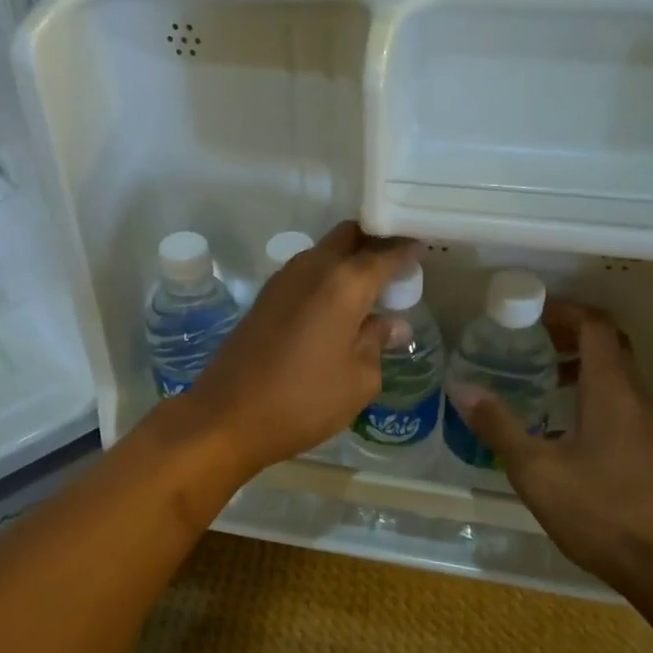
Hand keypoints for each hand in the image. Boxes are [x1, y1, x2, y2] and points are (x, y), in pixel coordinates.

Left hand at [176, 222, 415, 477]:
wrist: (226, 416)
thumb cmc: (303, 401)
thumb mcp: (358, 380)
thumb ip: (378, 343)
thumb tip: (392, 324)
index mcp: (343, 283)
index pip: (385, 250)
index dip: (408, 246)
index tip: (426, 247)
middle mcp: (312, 267)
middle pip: (350, 235)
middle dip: (376, 242)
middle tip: (398, 266)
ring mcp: (284, 279)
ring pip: (326, 251)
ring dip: (350, 259)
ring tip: (373, 288)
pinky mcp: (266, 296)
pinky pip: (307, 271)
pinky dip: (329, 276)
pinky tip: (340, 306)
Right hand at [450, 300, 652, 594]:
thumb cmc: (597, 509)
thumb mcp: (535, 468)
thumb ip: (498, 425)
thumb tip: (461, 387)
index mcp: (611, 390)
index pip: (595, 326)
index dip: (565, 310)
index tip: (530, 312)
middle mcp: (634, 397)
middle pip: (609, 344)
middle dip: (571, 332)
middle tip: (531, 337)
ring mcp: (646, 424)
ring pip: (617, 373)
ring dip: (582, 363)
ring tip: (541, 374)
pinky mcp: (647, 449)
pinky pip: (620, 400)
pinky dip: (592, 391)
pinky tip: (561, 421)